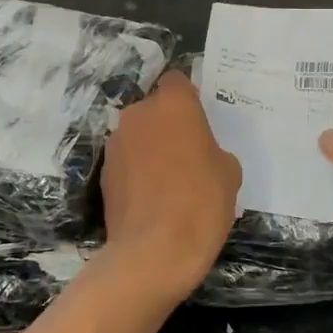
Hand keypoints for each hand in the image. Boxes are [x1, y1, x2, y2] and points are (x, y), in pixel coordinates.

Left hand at [101, 71, 241, 298]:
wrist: (154, 251)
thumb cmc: (201, 203)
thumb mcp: (229, 173)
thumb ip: (213, 150)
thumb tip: (202, 156)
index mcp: (173, 105)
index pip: (176, 81)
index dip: (187, 98)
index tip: (198, 121)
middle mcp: (138, 115)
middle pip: (154, 109)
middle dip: (167, 125)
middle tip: (187, 154)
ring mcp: (116, 144)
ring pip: (137, 136)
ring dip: (149, 149)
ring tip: (167, 182)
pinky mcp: (103, 173)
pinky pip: (125, 163)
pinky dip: (136, 173)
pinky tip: (150, 200)